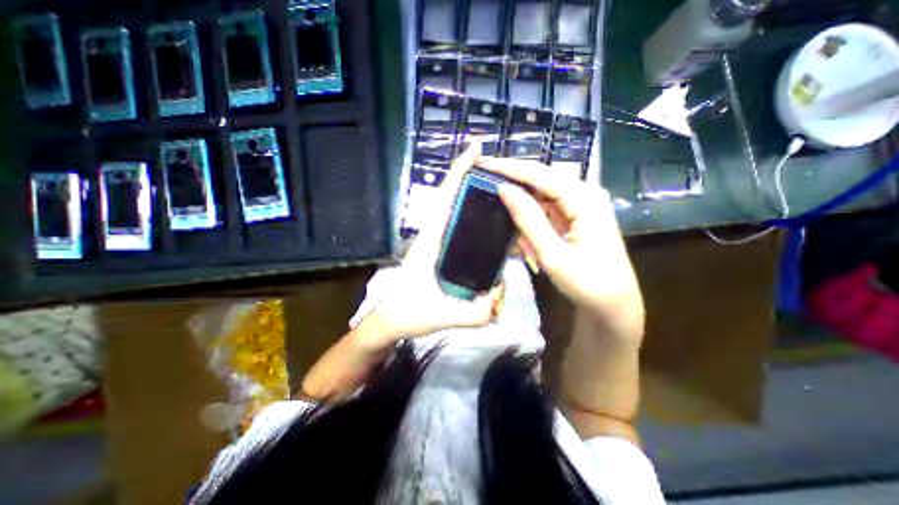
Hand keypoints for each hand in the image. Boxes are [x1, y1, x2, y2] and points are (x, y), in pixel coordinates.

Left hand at [359, 142, 502, 347]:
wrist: (390, 321)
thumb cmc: (409, 315)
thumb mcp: (442, 316)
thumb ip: (476, 312)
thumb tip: (501, 292)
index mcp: (430, 241)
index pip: (445, 198)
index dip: (460, 170)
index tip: (477, 148)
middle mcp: (434, 236)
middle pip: (453, 199)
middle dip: (473, 180)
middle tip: (502, 176)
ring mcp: (437, 243)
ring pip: (457, 213)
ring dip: (475, 200)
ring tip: (503, 199)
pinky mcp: (440, 252)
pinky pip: (460, 230)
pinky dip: (475, 222)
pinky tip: (492, 230)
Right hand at [481, 158, 642, 343]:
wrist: (612, 304)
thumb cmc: (587, 283)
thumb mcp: (552, 253)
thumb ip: (528, 218)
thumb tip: (503, 188)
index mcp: (584, 198)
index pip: (539, 174)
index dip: (509, 167)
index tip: (483, 162)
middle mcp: (585, 193)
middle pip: (541, 180)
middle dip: (512, 181)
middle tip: (483, 181)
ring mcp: (581, 205)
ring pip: (542, 195)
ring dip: (521, 204)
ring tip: (497, 206)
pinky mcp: (576, 216)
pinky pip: (547, 209)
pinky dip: (531, 218)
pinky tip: (520, 230)